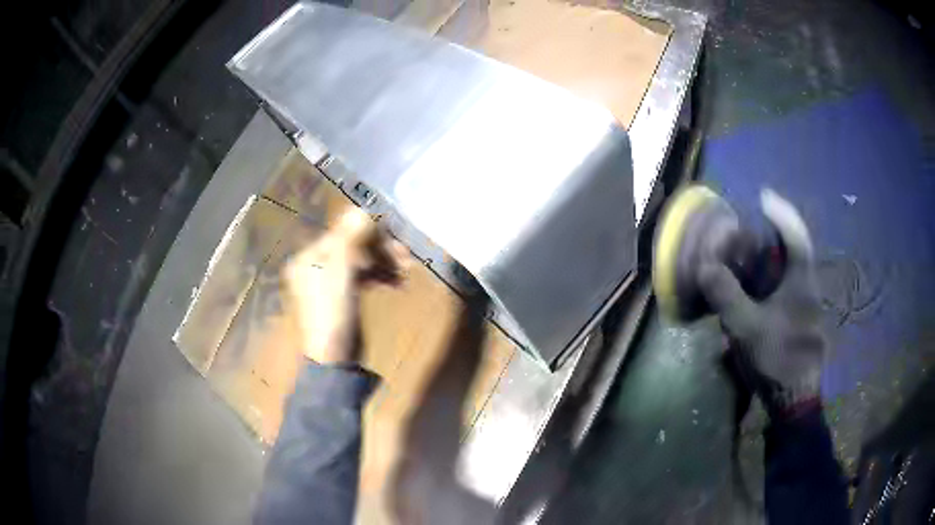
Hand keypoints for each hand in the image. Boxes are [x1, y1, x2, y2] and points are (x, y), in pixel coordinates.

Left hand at [285, 209, 407, 364]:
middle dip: (379, 247)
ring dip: (383, 261)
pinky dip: (379, 275)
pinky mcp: (342, 295)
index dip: (369, 231)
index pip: (341, 232)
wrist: (335, 360)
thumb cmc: (333, 314)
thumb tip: (361, 209)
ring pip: (359, 260)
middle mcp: (315, 264)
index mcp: (308, 256)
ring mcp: (328, 280)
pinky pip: (361, 275)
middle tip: (406, 255)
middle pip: (351, 245)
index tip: (395, 236)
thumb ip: (350, 238)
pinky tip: (396, 281)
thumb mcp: (341, 272)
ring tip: (407, 268)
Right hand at [699, 189, 825, 418]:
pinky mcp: (800, 321)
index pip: (795, 234)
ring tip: (751, 257)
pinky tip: (758, 292)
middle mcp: (808, 286)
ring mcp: (806, 305)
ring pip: (791, 271)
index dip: (780, 212)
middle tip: (754, 228)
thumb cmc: (777, 357)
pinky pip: (787, 288)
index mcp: (801, 280)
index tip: (763, 196)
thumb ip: (727, 295)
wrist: (794, 398)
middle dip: (775, 233)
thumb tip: (706, 267)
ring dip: (773, 259)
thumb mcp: (747, 326)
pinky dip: (773, 280)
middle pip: (794, 249)